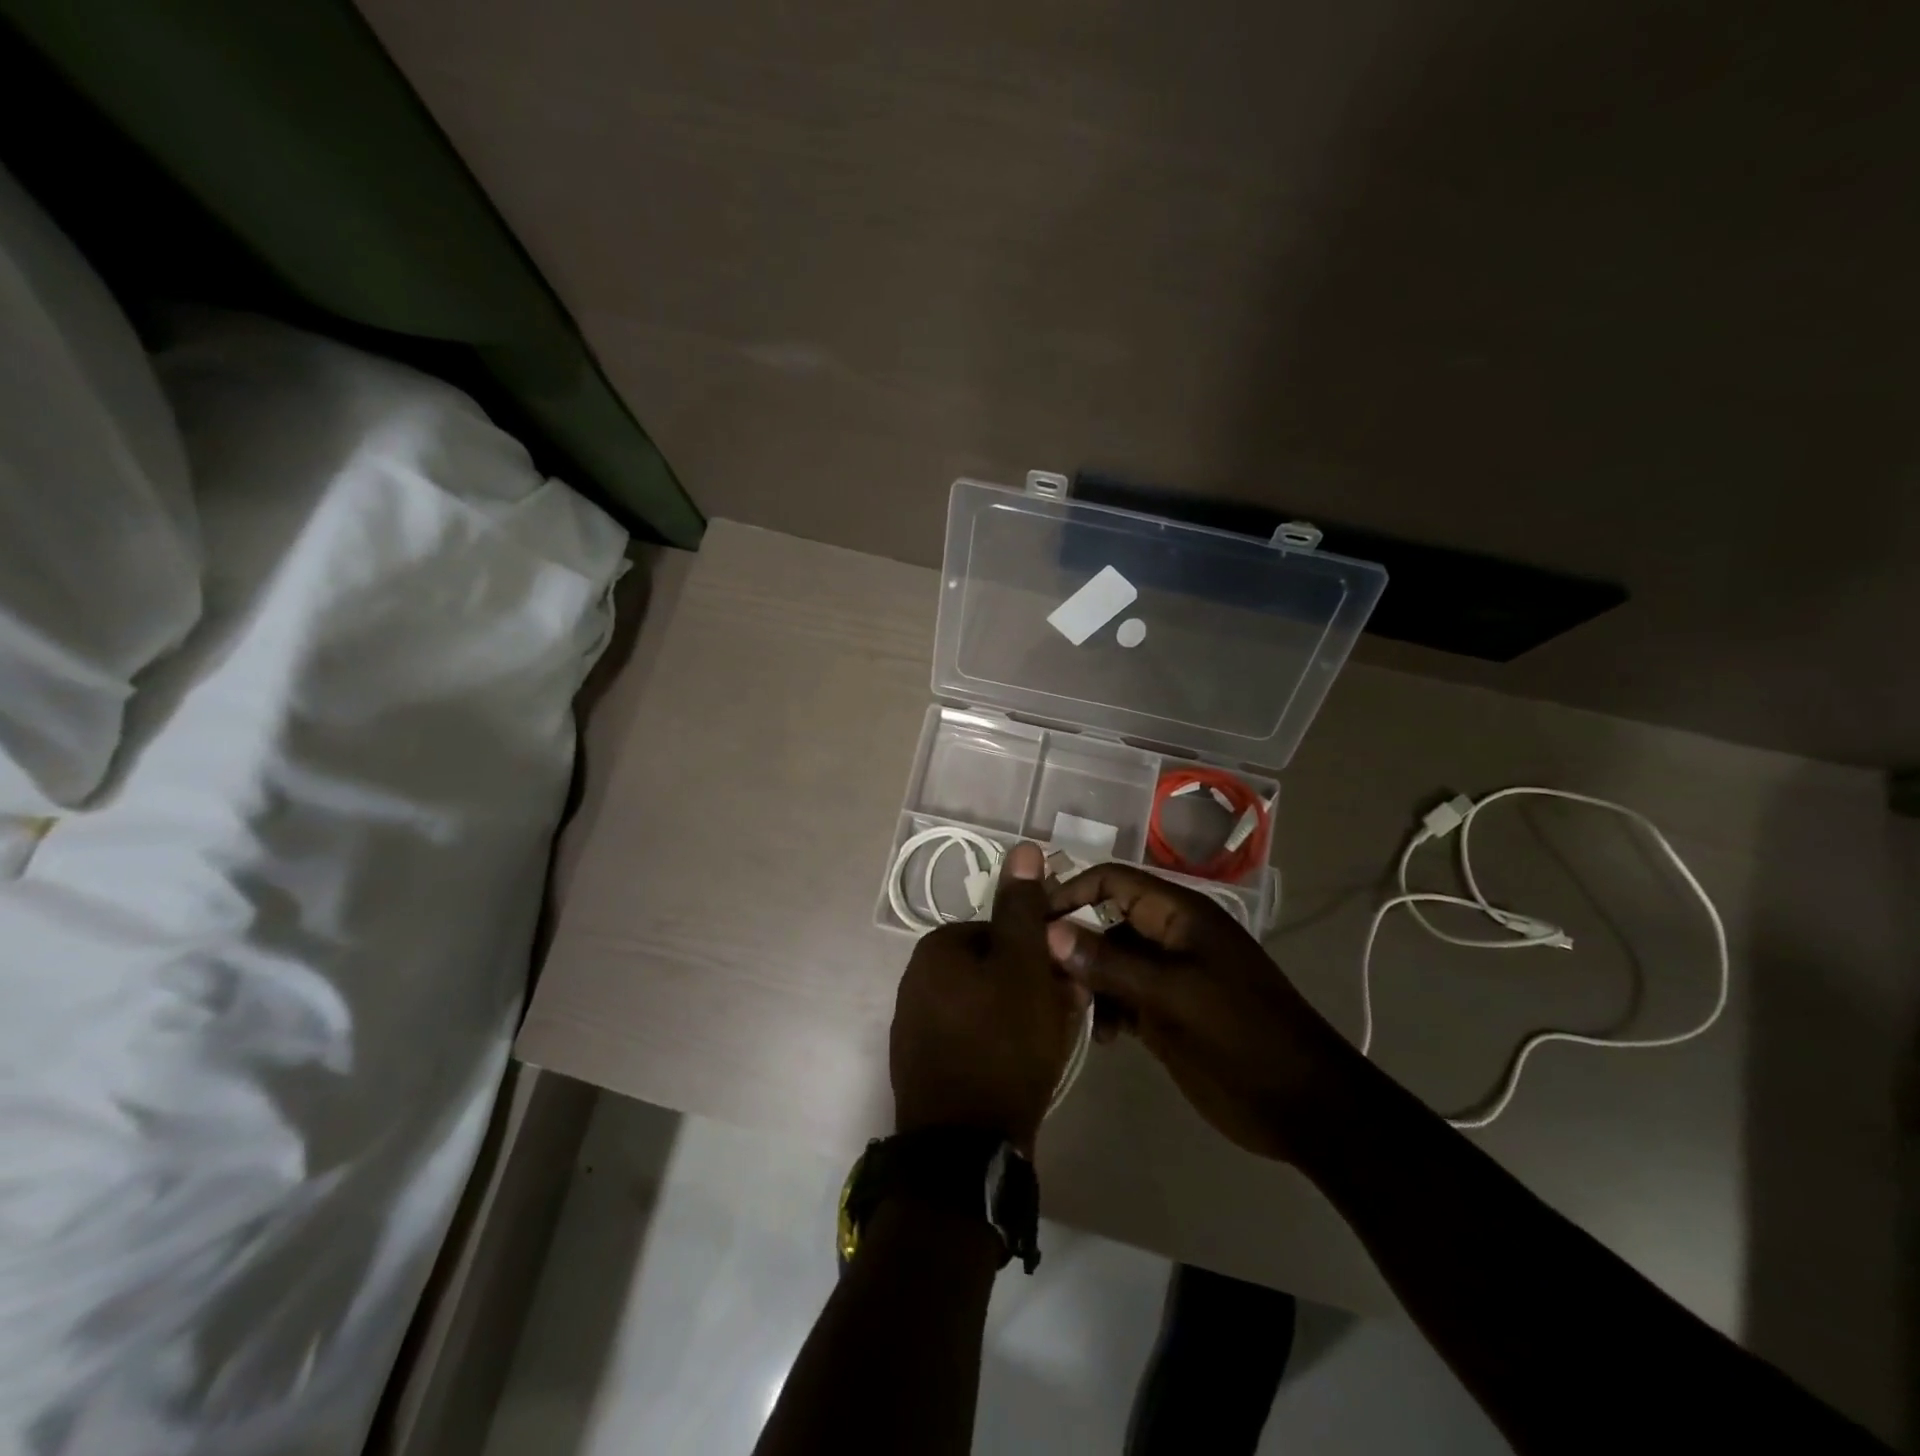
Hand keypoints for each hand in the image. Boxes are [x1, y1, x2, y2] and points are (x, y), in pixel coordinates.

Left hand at [891, 842, 1088, 1154]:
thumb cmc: (1001, 1044)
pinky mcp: (927, 1065)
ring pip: (989, 1005)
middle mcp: (918, 979)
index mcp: (937, 949)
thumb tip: (1023, 846)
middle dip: (1036, 987)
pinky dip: (1002, 1045)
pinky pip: (976, 1039)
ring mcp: (918, 1025)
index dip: (1043, 954)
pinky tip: (1022, 1069)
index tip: (1068, 981)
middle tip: (1066, 1016)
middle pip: (997, 969)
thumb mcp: (1023, 965)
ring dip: (1024, 1016)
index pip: (1005, 932)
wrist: (965, 1150)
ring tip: (1048, 1047)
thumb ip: (1023, 908)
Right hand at [1045, 865, 1365, 1164]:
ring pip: (1110, 962)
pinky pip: (1123, 996)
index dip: (1072, 892)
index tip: (1031, 920)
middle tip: (1040, 975)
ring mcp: (1169, 976)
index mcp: (1179, 915)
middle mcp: (1170, 936)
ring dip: (1088, 982)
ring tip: (1074, 1013)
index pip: (1113, 881)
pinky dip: (1107, 1010)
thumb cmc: (1241, 1034)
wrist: (1302, 1104)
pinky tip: (1103, 1039)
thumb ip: (1109, 962)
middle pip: (1106, 921)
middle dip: (1073, 943)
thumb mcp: (1173, 994)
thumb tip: (1048, 932)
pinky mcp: (1167, 1011)